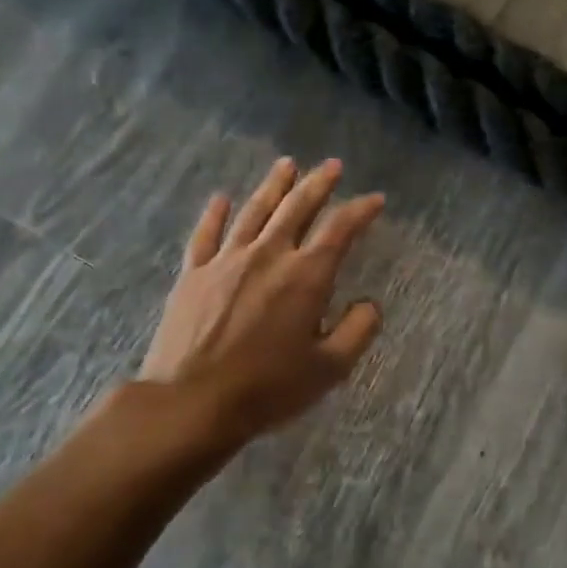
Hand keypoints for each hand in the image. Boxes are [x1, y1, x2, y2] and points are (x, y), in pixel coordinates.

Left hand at [137, 156, 384, 443]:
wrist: (191, 403)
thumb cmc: (268, 388)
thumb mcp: (329, 368)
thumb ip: (358, 330)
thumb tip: (369, 304)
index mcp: (306, 277)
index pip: (339, 230)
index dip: (360, 210)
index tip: (375, 199)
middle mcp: (268, 256)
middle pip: (296, 208)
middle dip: (318, 183)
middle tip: (332, 165)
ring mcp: (226, 261)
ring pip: (254, 211)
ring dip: (273, 186)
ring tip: (286, 164)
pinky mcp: (193, 275)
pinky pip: (206, 235)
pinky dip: (215, 214)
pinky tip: (221, 198)